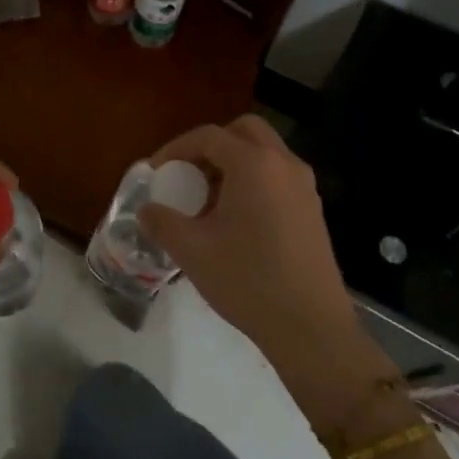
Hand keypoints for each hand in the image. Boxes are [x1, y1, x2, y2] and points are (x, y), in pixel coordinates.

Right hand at [139, 115, 395, 424]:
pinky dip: (253, 181)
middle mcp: (283, 164)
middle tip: (188, 173)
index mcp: (253, 164)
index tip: (156, 172)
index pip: (208, 136)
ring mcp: (304, 186)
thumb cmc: (247, 280)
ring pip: (264, 153)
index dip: (176, 148)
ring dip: (233, 163)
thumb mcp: (192, 250)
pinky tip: (236, 220)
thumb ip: (162, 222)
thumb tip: (146, 211)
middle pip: (243, 131)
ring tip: (207, 200)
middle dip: (211, 145)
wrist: (310, 327)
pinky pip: (277, 176)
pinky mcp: (313, 210)